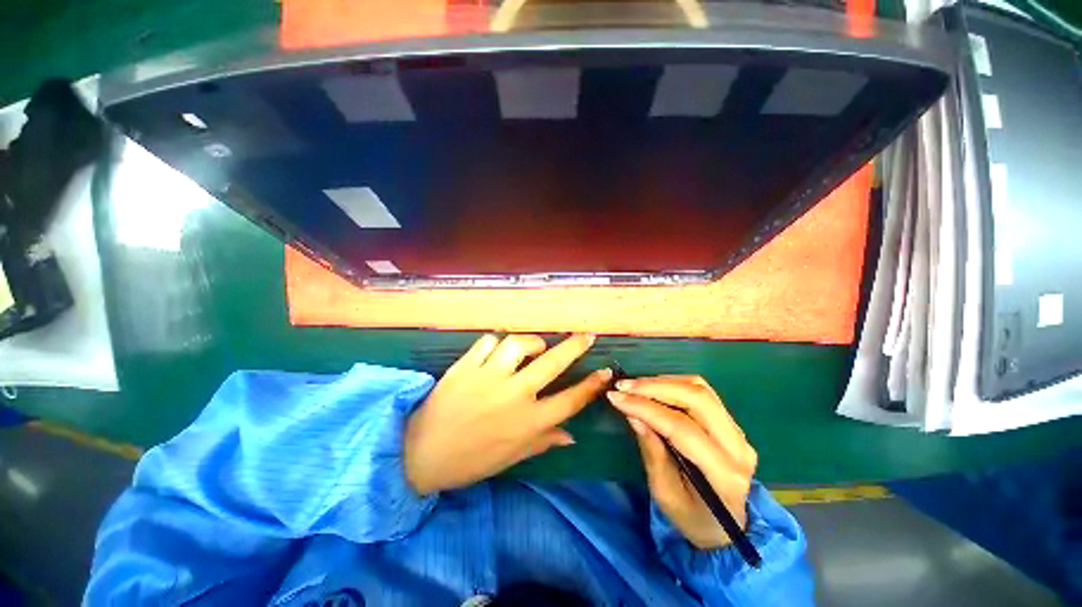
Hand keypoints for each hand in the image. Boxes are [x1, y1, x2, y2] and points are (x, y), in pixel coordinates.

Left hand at [405, 334, 610, 495]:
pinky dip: (497, 343)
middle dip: (575, 346)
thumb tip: (571, 435)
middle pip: (552, 363)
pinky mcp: (466, 366)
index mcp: (528, 423)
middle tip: (586, 335)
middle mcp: (513, 396)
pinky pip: (488, 342)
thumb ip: (544, 442)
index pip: (570, 400)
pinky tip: (497, 351)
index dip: (591, 385)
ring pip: (518, 344)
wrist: (420, 453)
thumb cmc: (471, 460)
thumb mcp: (512, 457)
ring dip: (531, 342)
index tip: (605, 371)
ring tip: (533, 347)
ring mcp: (488, 378)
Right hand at [607, 376, 756, 549]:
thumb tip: (633, 415)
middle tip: (623, 386)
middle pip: (697, 398)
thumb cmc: (691, 516)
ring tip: (634, 385)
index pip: (682, 428)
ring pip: (700, 389)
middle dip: (654, 387)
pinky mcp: (731, 421)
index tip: (616, 397)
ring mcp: (738, 430)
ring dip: (663, 382)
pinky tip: (652, 388)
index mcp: (724, 473)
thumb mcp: (664, 493)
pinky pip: (702, 391)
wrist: (725, 526)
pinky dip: (673, 383)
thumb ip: (652, 451)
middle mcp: (738, 446)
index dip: (646, 408)